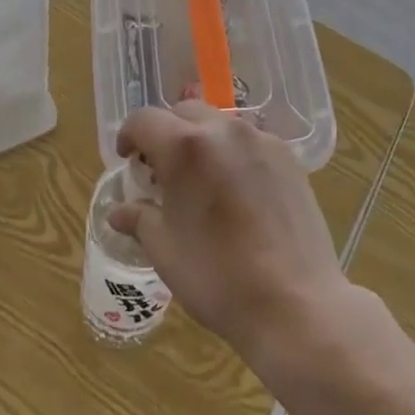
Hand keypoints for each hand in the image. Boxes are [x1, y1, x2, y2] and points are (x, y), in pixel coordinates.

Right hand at [109, 103, 349, 366]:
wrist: (295, 302)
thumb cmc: (218, 277)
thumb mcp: (165, 251)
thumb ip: (139, 219)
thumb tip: (119, 211)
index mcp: (185, 146)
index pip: (144, 120)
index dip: (129, 136)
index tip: (127, 160)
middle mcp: (223, 129)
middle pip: (184, 113)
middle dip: (166, 134)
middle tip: (161, 171)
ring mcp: (260, 139)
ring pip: (219, 123)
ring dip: (201, 140)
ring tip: (200, 180)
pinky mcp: (287, 156)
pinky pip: (249, 140)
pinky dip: (232, 153)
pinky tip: (236, 191)